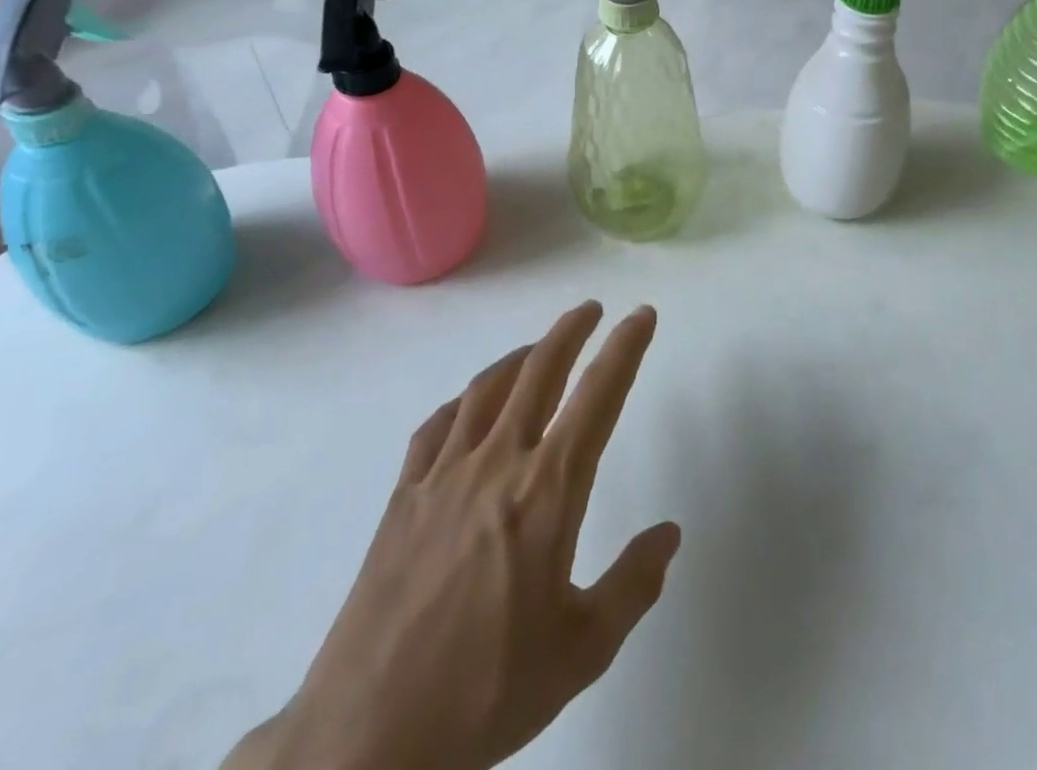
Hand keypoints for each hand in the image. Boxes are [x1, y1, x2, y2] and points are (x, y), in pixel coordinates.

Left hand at [233, 302, 679, 769]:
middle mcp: (498, 462)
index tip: (642, 315)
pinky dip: (461, 402)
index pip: (598, 397)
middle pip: (540, 371)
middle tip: (591, 310)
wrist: (366, 736)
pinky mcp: (403, 495)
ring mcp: (444, 474)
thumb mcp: (581, 652)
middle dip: (571, 331)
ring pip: (488, 388)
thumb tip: (669, 534)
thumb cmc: (485, 693)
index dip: (625, 348)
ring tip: (539, 346)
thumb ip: (632, 586)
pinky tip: (469, 406)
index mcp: (549, 491)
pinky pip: (436, 427)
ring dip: (520, 356)